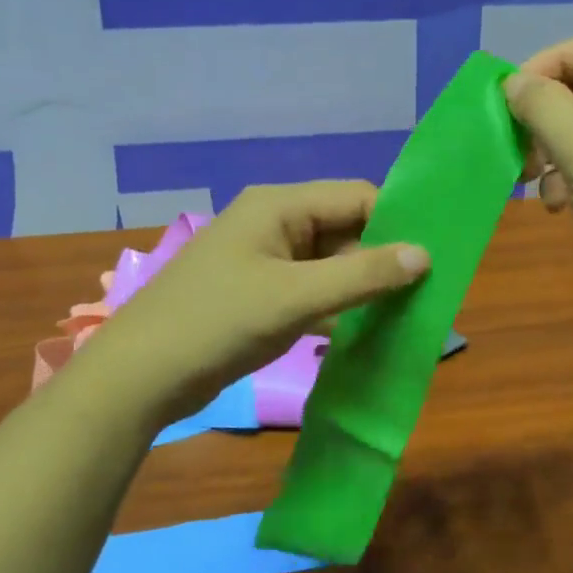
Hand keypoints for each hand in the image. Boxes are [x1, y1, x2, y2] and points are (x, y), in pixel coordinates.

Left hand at [96, 181, 428, 425]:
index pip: (357, 197)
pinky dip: (337, 305)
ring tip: (403, 313)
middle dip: (381, 258)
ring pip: (330, 262)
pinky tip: (363, 329)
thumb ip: (363, 274)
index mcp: (280, 206)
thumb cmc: (218, 322)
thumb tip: (425, 254)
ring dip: (361, 285)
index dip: (396, 223)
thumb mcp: (296, 297)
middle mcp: (275, 223)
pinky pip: (312, 289)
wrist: (141, 375)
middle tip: (423, 294)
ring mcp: (265, 260)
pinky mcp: (259, 293)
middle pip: (345, 228)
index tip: (431, 259)